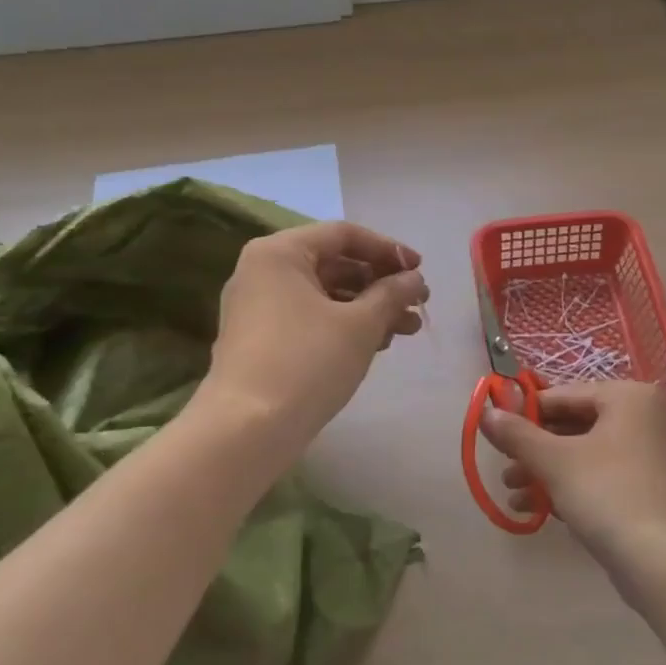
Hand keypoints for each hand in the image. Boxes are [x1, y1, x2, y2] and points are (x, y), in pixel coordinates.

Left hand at [205, 221, 428, 444]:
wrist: (246, 430)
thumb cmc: (307, 362)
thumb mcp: (360, 324)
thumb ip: (392, 294)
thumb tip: (414, 279)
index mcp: (280, 253)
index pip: (344, 235)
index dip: (388, 249)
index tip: (420, 270)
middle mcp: (263, 271)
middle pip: (334, 264)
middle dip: (381, 284)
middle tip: (418, 303)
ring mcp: (258, 307)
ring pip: (325, 295)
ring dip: (369, 308)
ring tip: (408, 330)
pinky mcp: (261, 339)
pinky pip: (310, 318)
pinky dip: (344, 325)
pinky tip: (378, 344)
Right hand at [478, 380, 665, 585]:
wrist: (663, 562)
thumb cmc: (607, 494)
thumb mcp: (554, 461)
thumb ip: (517, 434)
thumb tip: (485, 412)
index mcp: (630, 396)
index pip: (565, 395)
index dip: (526, 413)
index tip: (497, 432)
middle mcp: (647, 417)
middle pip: (576, 425)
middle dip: (535, 449)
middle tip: (504, 469)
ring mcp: (652, 454)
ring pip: (587, 453)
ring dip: (547, 471)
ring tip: (513, 493)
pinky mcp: (651, 488)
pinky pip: (603, 475)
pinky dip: (572, 485)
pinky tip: (538, 508)